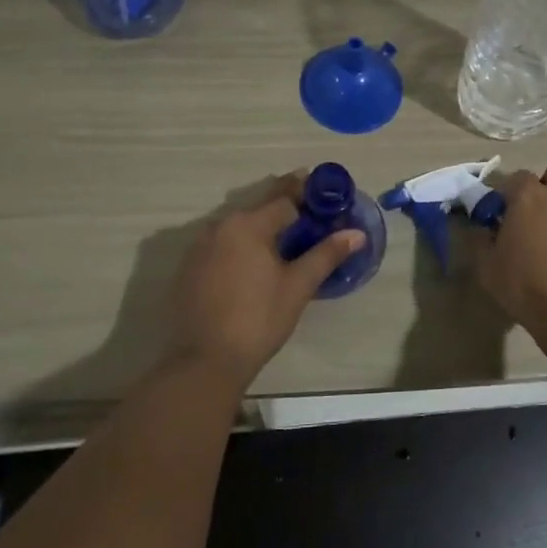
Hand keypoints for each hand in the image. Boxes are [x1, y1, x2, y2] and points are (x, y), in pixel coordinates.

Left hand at [164, 172, 366, 389]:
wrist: (204, 360)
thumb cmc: (258, 319)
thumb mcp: (297, 286)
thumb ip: (326, 254)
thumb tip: (356, 233)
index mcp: (248, 225)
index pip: (283, 197)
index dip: (306, 191)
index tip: (323, 186)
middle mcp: (220, 226)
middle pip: (258, 206)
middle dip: (284, 202)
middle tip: (309, 206)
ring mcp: (199, 246)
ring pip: (238, 225)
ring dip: (261, 223)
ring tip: (286, 231)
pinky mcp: (190, 267)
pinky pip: (222, 243)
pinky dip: (241, 242)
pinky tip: (255, 258)